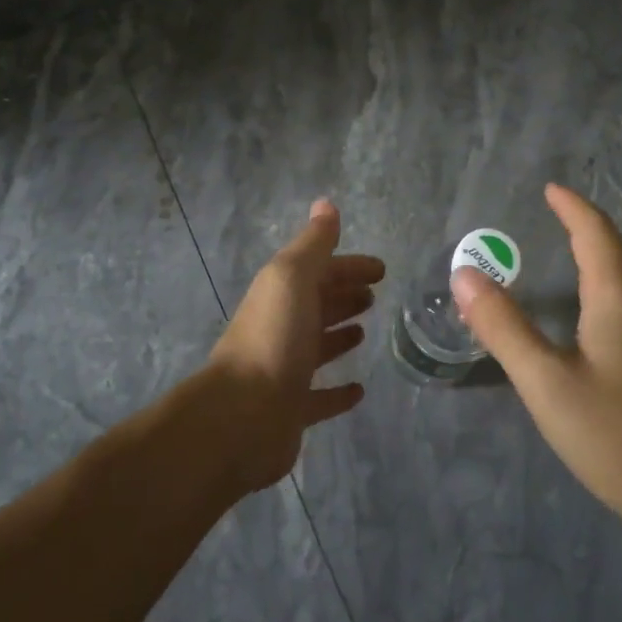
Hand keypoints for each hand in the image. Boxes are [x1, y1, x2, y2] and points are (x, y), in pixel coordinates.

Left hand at [195, 199, 384, 495]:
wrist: (241, 417)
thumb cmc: (273, 338)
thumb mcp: (292, 278)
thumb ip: (313, 244)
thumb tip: (325, 204)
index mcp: (281, 294)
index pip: (319, 271)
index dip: (348, 266)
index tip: (381, 269)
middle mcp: (280, 328)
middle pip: (316, 305)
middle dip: (343, 295)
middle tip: (374, 297)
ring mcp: (285, 370)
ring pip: (316, 346)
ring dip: (339, 336)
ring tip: (365, 332)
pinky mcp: (292, 410)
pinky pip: (320, 397)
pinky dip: (338, 392)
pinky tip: (359, 390)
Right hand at [451, 183, 621, 535]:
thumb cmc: (616, 434)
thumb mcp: (545, 381)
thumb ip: (504, 326)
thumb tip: (464, 274)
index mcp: (620, 298)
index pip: (596, 234)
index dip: (573, 208)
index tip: (551, 190)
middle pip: (620, 249)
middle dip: (589, 225)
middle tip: (558, 213)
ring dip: (605, 252)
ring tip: (576, 248)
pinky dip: (616, 280)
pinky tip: (604, 308)